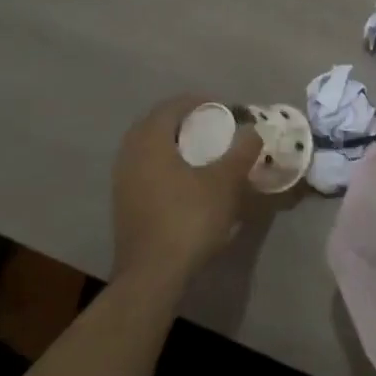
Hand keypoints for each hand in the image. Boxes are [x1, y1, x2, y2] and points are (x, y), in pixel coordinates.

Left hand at [111, 95, 259, 283]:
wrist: (153, 274)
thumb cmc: (190, 219)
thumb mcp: (225, 182)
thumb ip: (241, 151)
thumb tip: (253, 130)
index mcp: (150, 142)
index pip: (171, 106)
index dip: (199, 102)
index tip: (224, 109)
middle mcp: (130, 155)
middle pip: (157, 125)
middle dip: (186, 121)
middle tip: (214, 126)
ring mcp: (123, 182)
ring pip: (149, 149)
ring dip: (175, 144)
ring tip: (204, 152)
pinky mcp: (125, 204)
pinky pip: (146, 169)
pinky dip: (167, 164)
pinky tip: (188, 180)